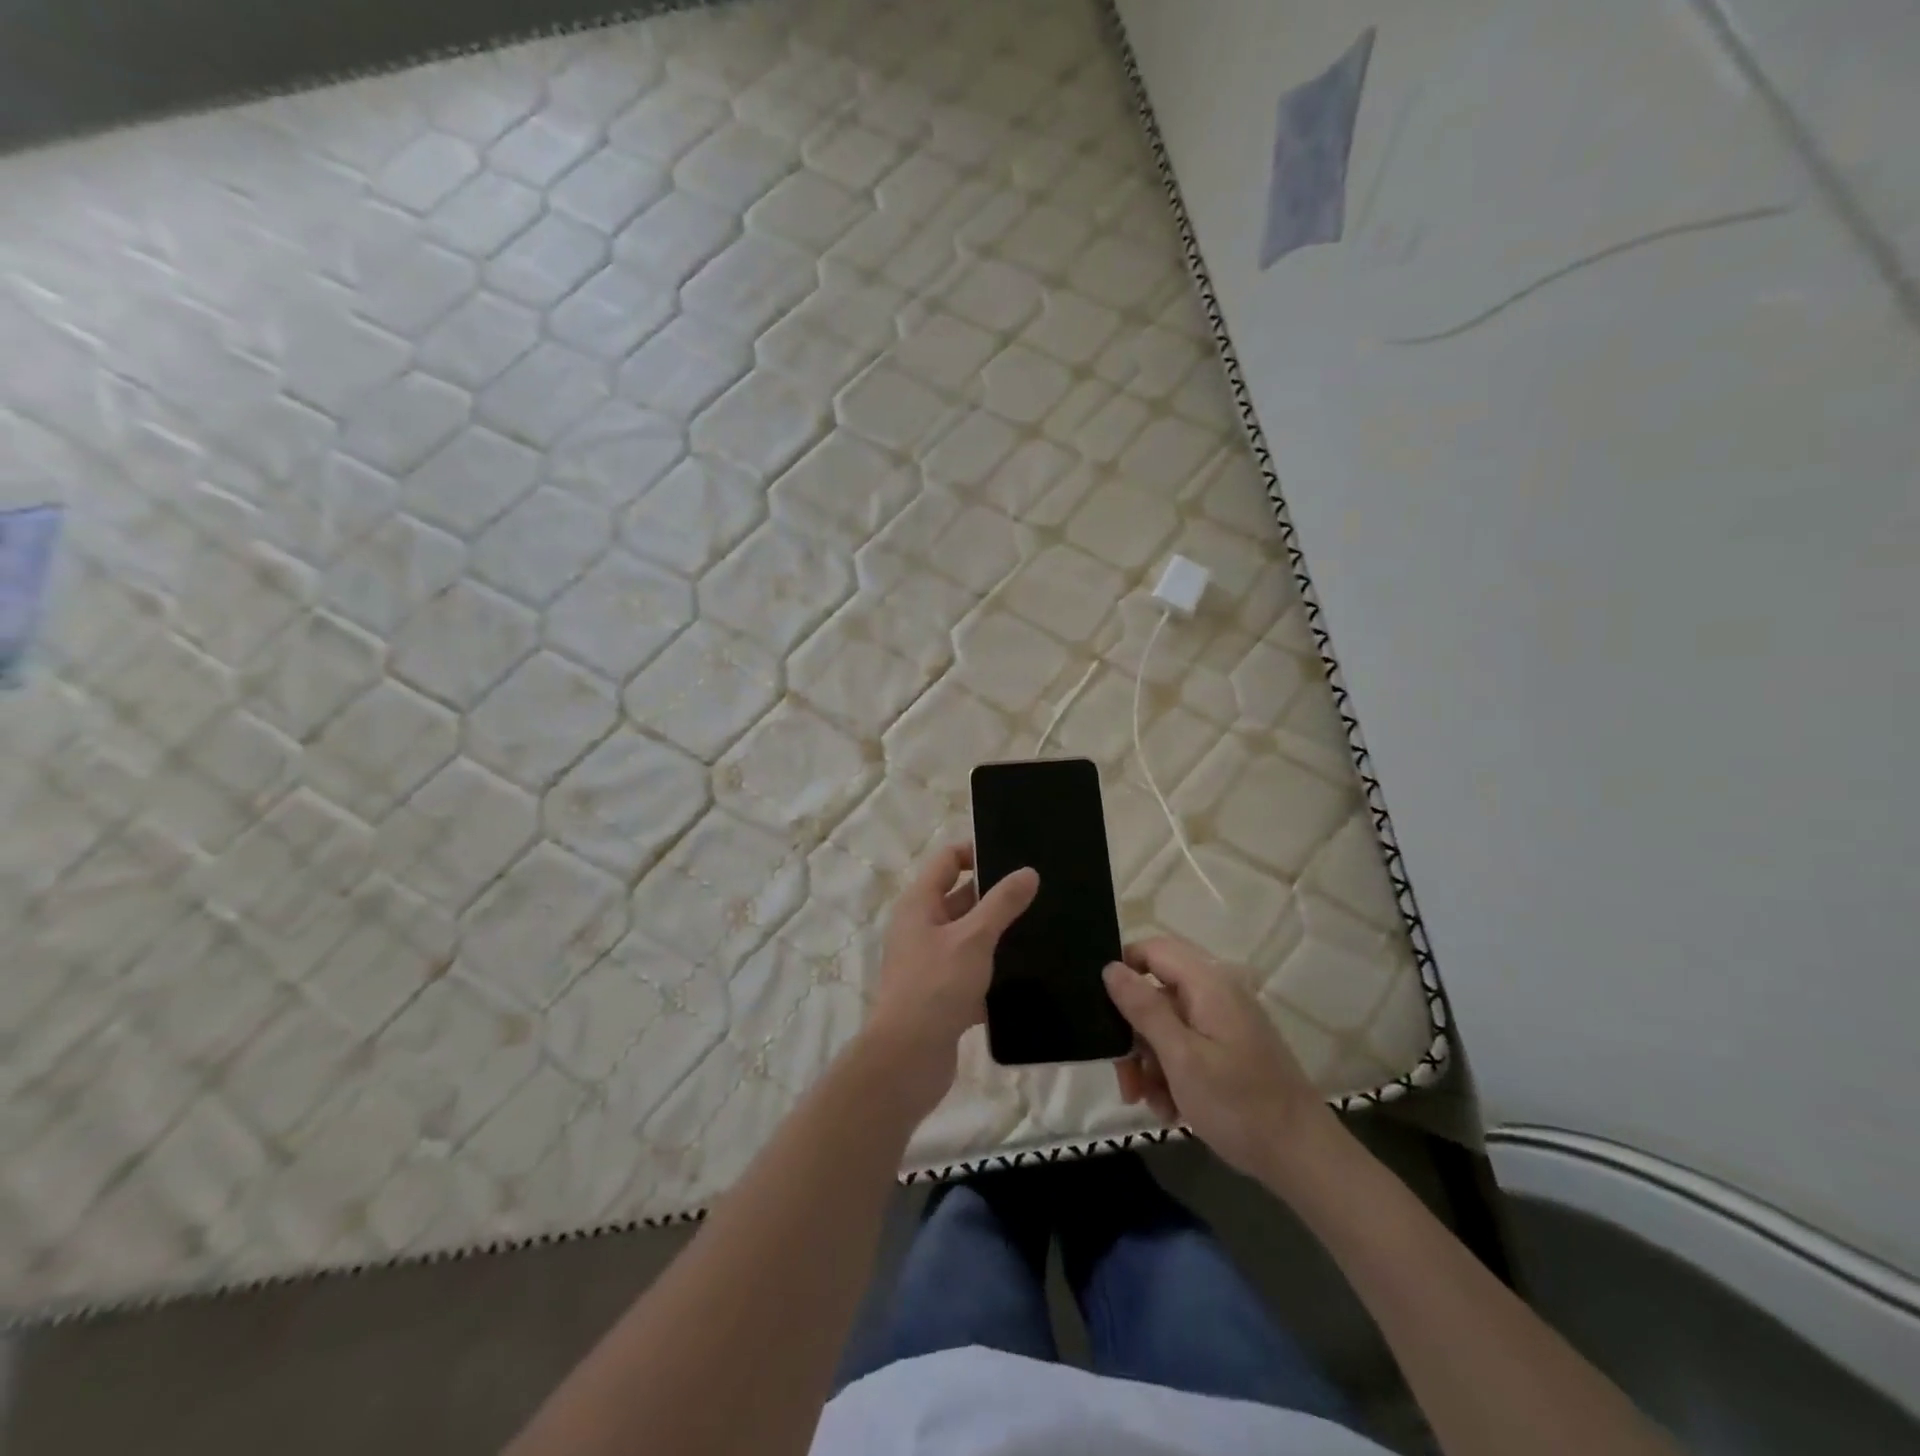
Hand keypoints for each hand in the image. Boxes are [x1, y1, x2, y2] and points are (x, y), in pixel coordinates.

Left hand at [864, 844, 1038, 1115]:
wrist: (907, 1060)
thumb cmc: (935, 987)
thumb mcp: (973, 938)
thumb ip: (1002, 903)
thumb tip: (1028, 872)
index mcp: (919, 904)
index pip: (947, 860)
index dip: (977, 852)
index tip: (1015, 856)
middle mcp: (920, 927)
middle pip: (960, 897)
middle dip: (995, 895)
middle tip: (1039, 892)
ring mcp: (930, 962)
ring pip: (969, 937)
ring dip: (998, 934)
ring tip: (1042, 928)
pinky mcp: (942, 994)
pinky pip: (972, 972)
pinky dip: (994, 971)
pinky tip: (1028, 974)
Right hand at [1104, 937, 1333, 1187]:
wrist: (1303, 1158)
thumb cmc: (1238, 1104)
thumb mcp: (1181, 1057)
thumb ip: (1144, 1008)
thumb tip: (1111, 967)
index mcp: (1207, 984)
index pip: (1152, 949)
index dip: (1123, 970)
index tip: (1102, 1011)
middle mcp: (1216, 994)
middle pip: (1156, 994)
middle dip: (1134, 1035)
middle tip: (1126, 1080)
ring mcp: (1225, 1023)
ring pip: (1167, 1026)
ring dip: (1150, 1063)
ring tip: (1151, 1104)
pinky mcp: (1230, 1050)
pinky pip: (1187, 1048)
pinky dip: (1173, 1074)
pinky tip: (1171, 1110)